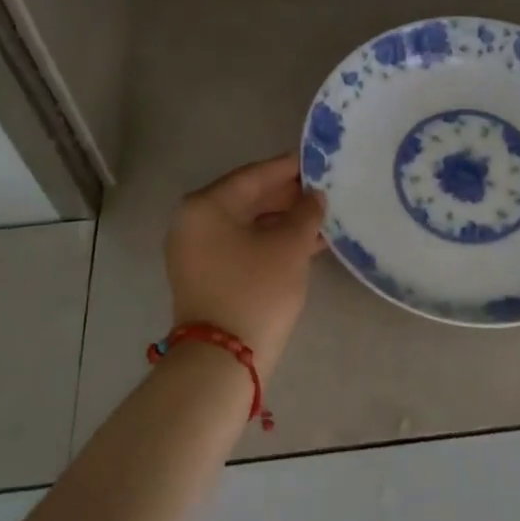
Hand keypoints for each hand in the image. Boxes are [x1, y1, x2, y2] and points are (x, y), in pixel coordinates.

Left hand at [165, 154, 324, 376]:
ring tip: (323, 217)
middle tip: (325, 190)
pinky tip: (306, 243)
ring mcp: (197, 251)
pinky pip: (243, 245)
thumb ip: (306, 213)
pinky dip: (271, 242)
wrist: (223, 360)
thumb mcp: (289, 246)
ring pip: (248, 224)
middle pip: (248, 198)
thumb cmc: (256, 290)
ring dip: (283, 221)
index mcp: (206, 206)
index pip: (254, 175)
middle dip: (288, 196)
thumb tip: (314, 196)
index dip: (289, 168)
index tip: (318, 160)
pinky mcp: (206, 275)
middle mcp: (193, 222)